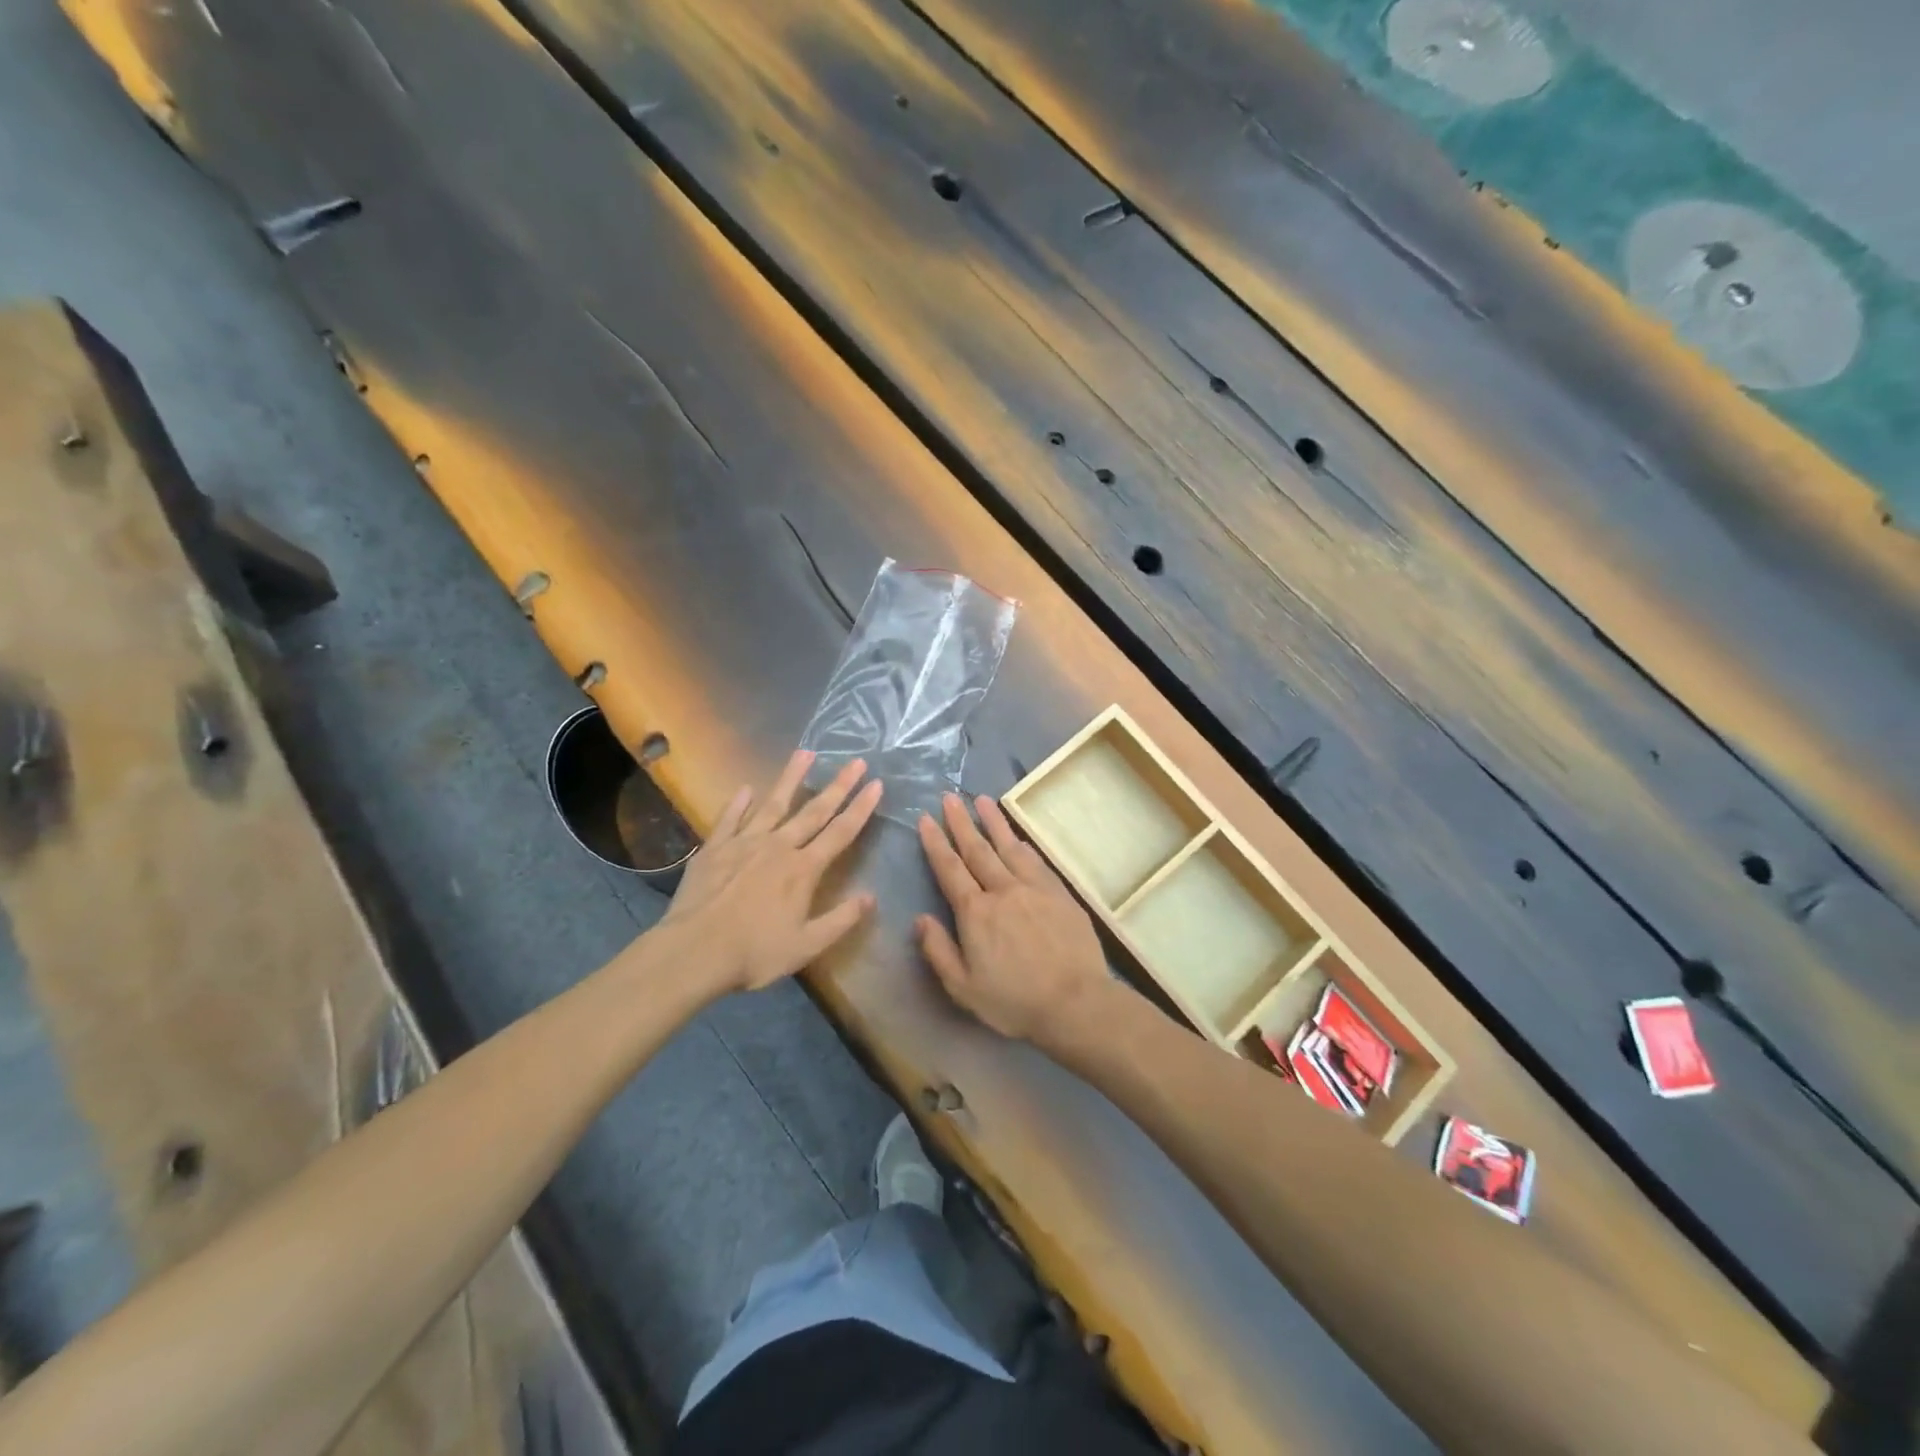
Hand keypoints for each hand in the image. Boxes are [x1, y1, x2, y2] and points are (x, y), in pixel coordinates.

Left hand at [659, 751, 882, 992]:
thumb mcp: (806, 946)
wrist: (693, 952)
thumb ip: (840, 920)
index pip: (840, 832)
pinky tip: (745, 788)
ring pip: (773, 804)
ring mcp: (744, 843)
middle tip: (856, 761)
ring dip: (791, 778)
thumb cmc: (754, 953)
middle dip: (838, 785)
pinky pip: (730, 818)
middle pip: (813, 811)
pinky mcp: (714, 848)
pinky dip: (739, 803)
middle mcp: (778, 847)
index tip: (876, 784)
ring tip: (805, 753)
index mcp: (803, 870)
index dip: (861, 808)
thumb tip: (871, 897)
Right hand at [916, 793, 1110, 1042]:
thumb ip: (939, 951)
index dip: (936, 843)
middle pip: (977, 850)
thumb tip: (920, 919)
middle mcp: (1002, 891)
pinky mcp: (1059, 893)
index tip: (926, 819)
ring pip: (1008, 847)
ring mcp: (1033, 888)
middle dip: (960, 822)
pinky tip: (1016, 836)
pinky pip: (1036, 860)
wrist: (1075, 1002)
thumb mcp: (963, 988)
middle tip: (949, 797)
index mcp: (975, 913)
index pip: (950, 869)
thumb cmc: (1014, 1001)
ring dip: (992, 822)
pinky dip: (1022, 843)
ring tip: (981, 800)